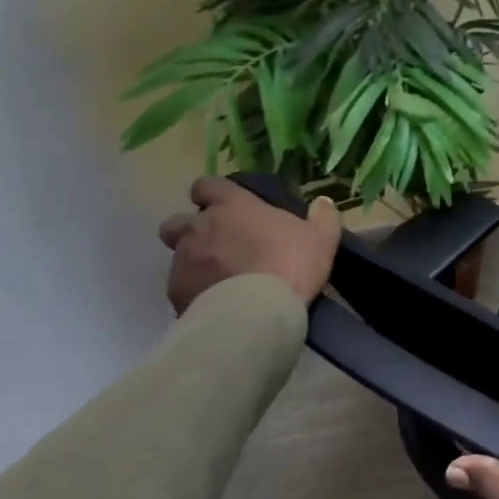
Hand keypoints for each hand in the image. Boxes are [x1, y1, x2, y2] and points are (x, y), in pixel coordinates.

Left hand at [158, 176, 341, 313]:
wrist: (256, 313)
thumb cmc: (290, 264)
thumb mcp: (322, 238)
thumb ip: (323, 216)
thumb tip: (323, 202)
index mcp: (233, 206)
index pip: (206, 185)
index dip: (213, 193)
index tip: (226, 205)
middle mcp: (200, 228)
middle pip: (177, 221)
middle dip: (191, 230)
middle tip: (218, 244)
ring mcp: (183, 261)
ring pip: (178, 255)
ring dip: (194, 261)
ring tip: (219, 278)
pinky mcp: (175, 293)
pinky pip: (181, 286)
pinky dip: (195, 290)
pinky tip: (216, 302)